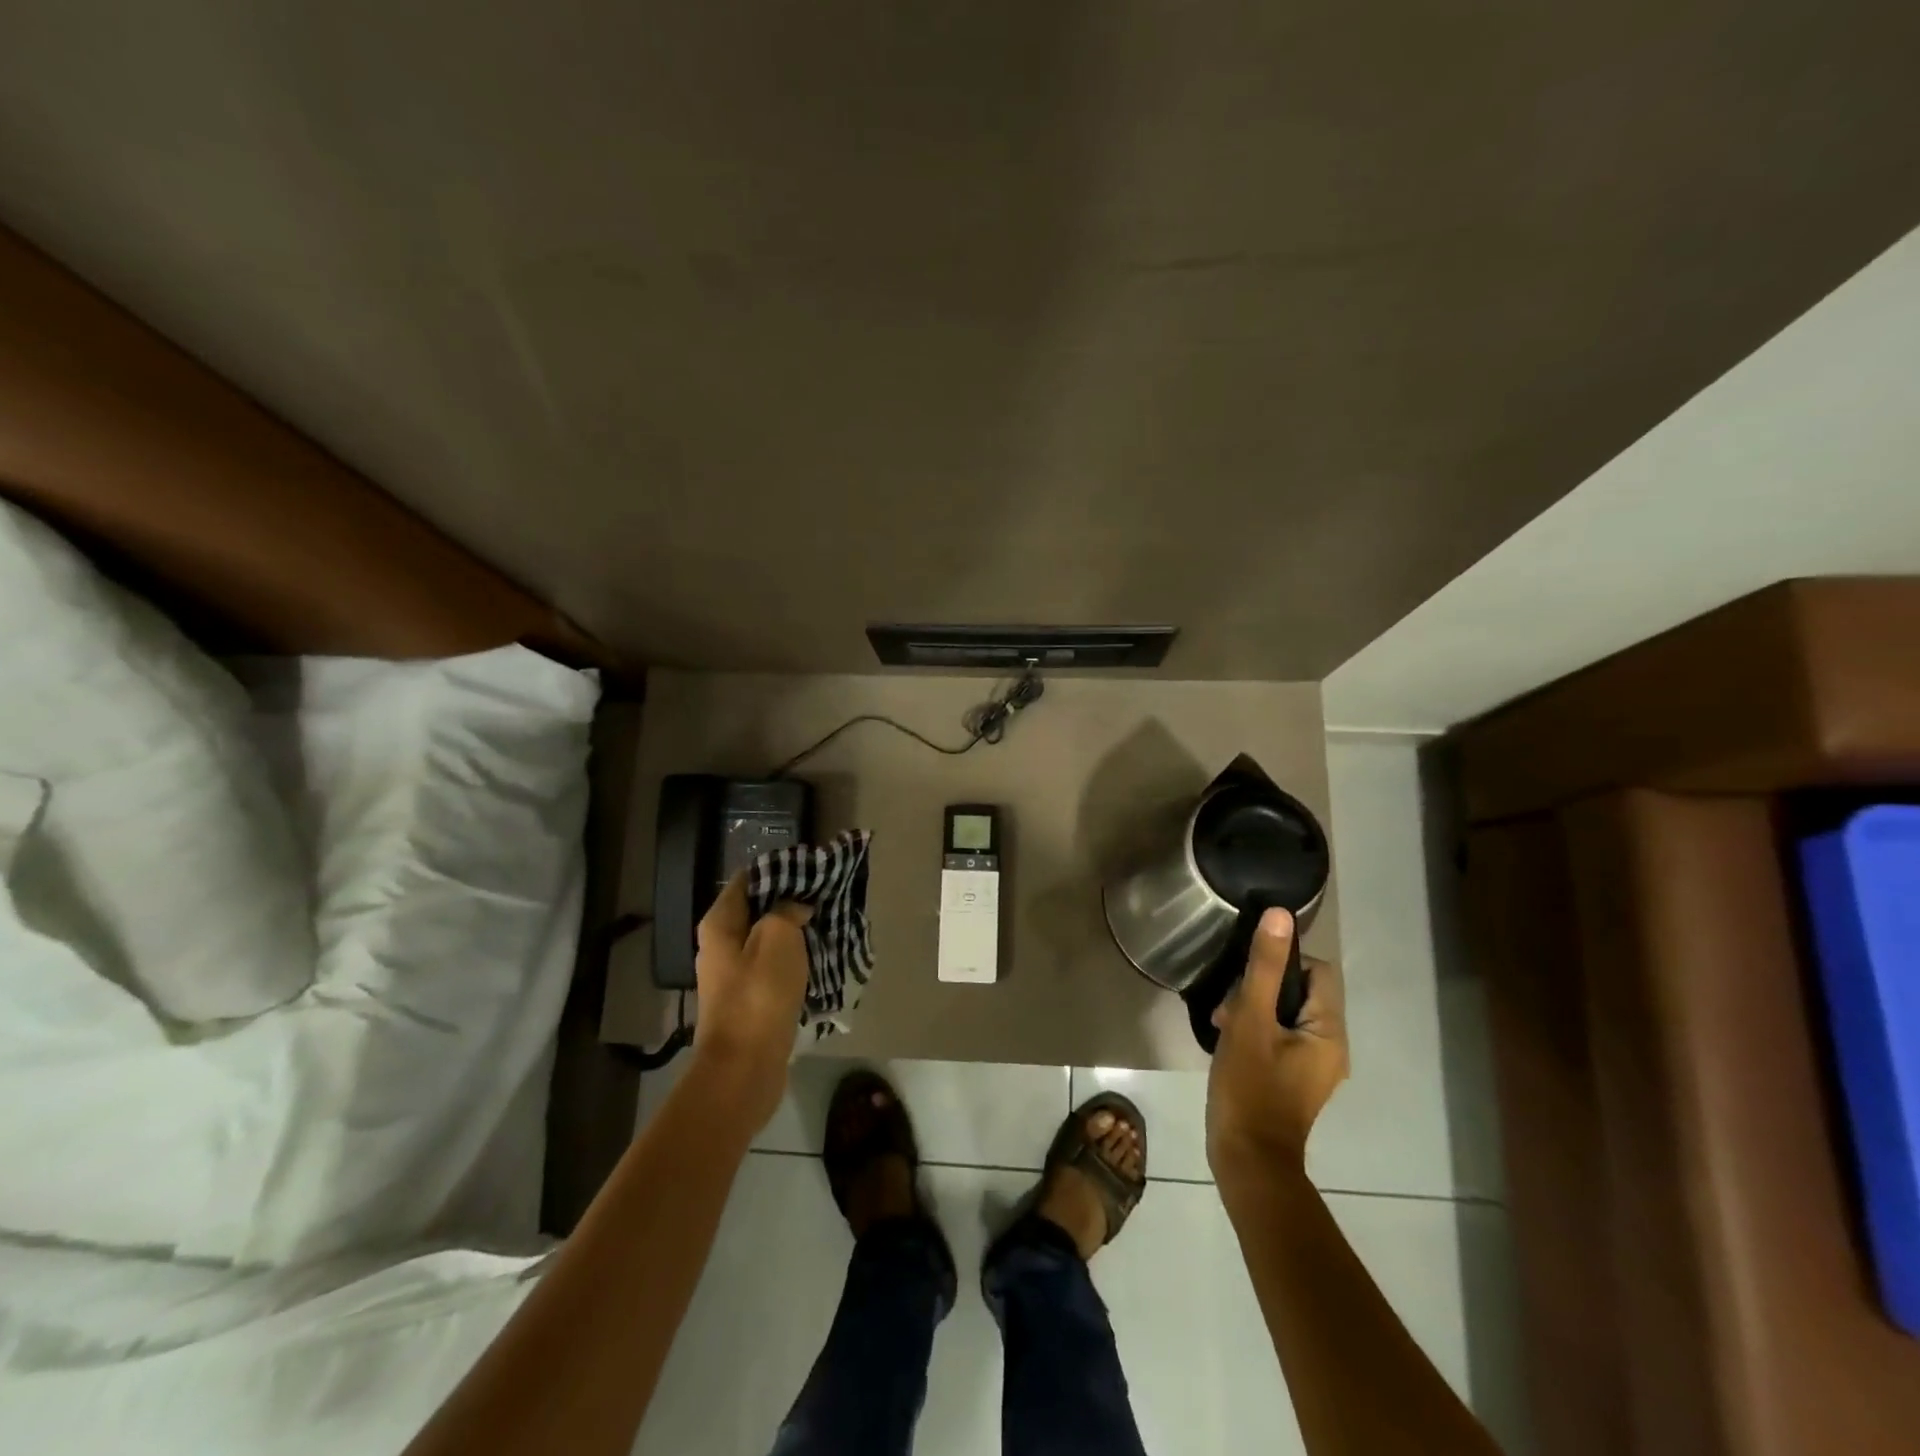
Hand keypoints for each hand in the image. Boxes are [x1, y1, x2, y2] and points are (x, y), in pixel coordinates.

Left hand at [691, 873, 812, 1128]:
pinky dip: (795, 961)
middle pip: (759, 910)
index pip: (748, 879)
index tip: (811, 869)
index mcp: (720, 924)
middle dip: (791, 902)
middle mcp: (721, 945)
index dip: (779, 870)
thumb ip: (787, 910)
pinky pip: (775, 968)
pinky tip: (820, 960)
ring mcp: (734, 975)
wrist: (744, 1069)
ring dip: (796, 933)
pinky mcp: (750, 1000)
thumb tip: (795, 906)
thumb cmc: (759, 996)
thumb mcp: (778, 938)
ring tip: (830, 925)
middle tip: (827, 896)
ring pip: (769, 940)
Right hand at [1206, 908, 1347, 1181]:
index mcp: (1329, 1031)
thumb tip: (1279, 915)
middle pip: (1298, 992)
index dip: (1282, 963)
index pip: (1316, 971)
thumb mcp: (1250, 1021)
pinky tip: (1227, 1042)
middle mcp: (1331, 1046)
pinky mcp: (1294, 1079)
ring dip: (1252, 1010)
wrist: (1248, 1161)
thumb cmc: (1250, 1088)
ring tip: (1221, 1025)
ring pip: (1284, 1014)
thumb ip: (1263, 968)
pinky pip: (1279, 1037)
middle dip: (1259, 990)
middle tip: (1228, 1007)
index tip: (1246, 977)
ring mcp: (1314, 1066)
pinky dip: (1255, 1031)